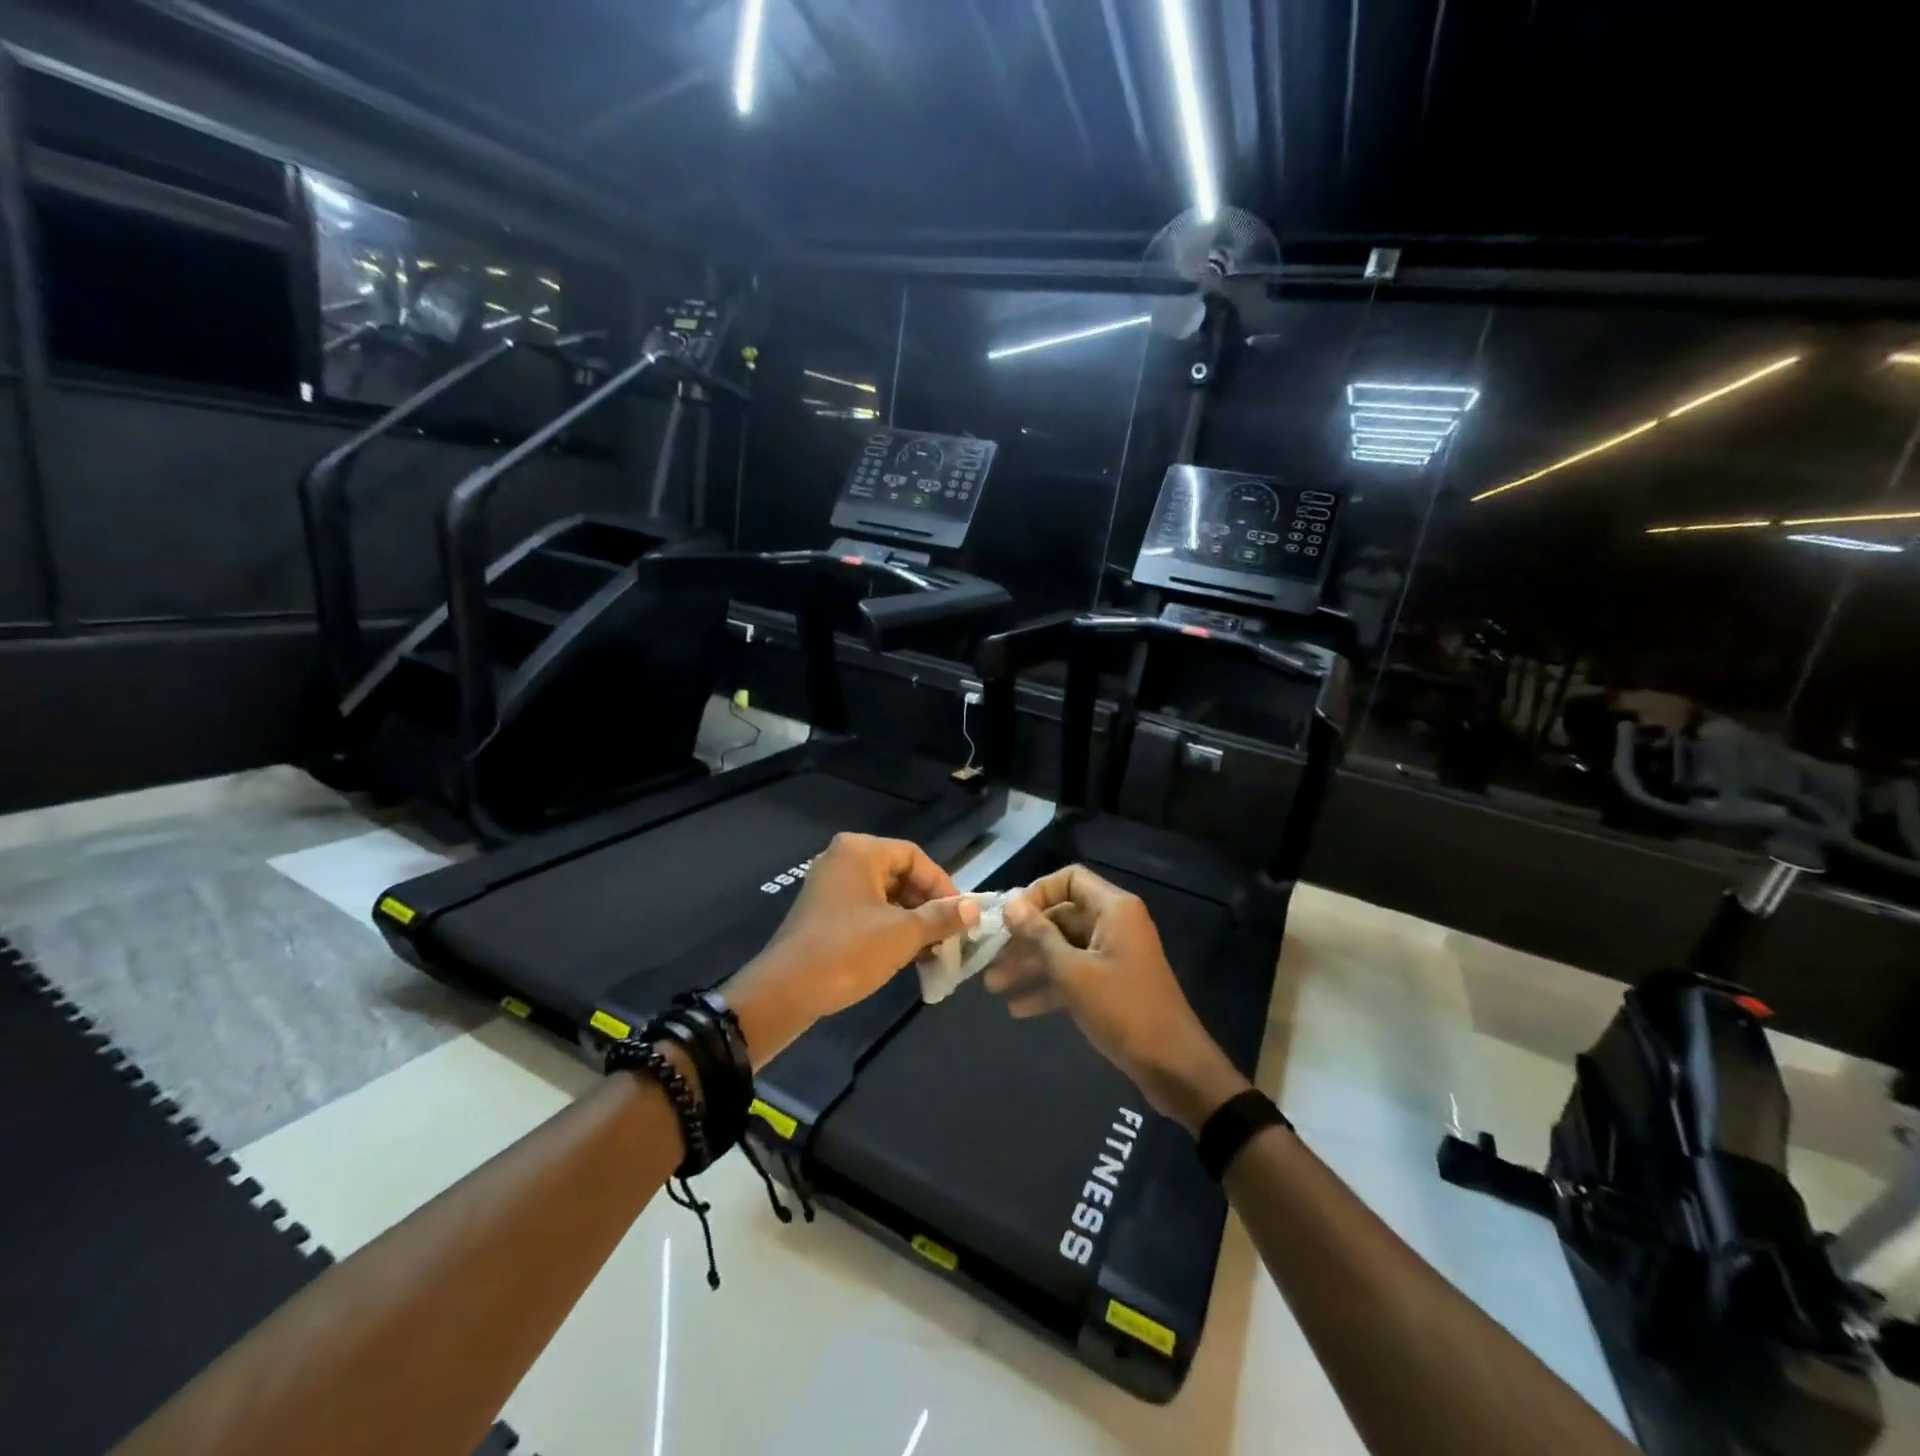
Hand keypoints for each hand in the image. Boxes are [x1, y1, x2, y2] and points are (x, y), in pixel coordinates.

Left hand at [725, 833, 977, 1066]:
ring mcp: (830, 886)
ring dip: (912, 921)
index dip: (943, 885)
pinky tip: (907, 955)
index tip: (962, 916)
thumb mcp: (903, 934)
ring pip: (885, 896)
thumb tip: (974, 909)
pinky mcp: (823, 913)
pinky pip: (866, 911)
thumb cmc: (848, 952)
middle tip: (950, 935)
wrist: (784, 992)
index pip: (916, 857)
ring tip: (933, 951)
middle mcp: (843, 859)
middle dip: (928, 906)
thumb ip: (941, 917)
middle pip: (900, 875)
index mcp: (861, 851)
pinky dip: (889, 928)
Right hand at [986, 865, 1249, 1131]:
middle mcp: (1114, 925)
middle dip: (1025, 938)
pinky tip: (1019, 1009)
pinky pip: (1075, 975)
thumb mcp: (1073, 972)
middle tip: (990, 957)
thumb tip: (1011, 905)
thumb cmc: (1122, 1009)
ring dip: (1030, 966)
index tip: (1009, 918)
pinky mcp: (1112, 985)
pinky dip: (1049, 987)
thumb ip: (1039, 936)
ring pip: (1064, 949)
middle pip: (1061, 917)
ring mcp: (1113, 956)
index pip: (1069, 879)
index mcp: (1113, 909)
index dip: (1037, 893)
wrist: (1172, 1066)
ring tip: (993, 987)